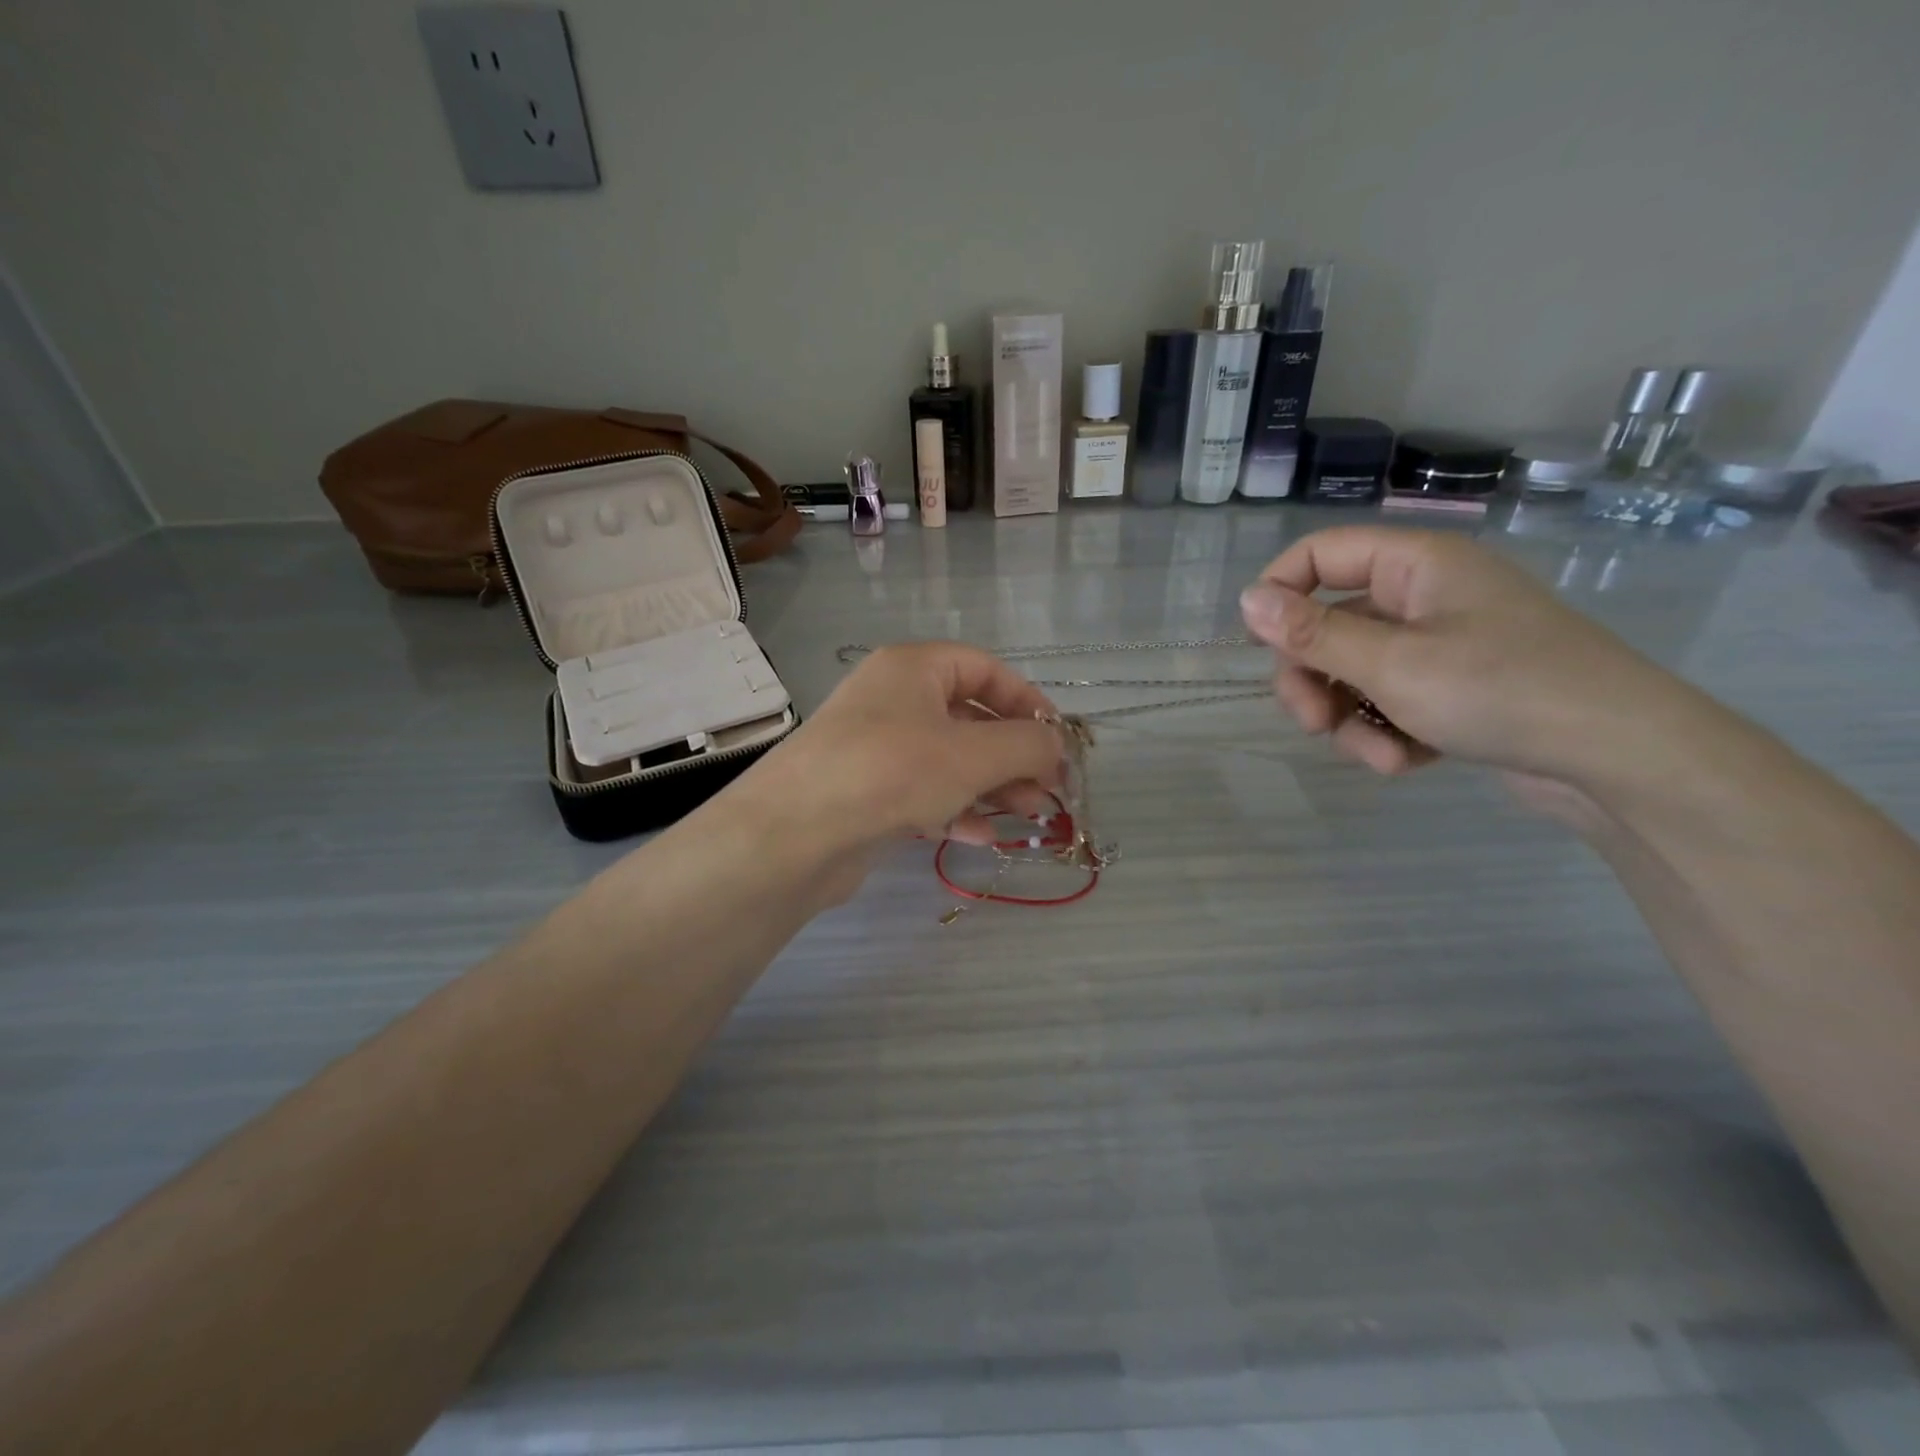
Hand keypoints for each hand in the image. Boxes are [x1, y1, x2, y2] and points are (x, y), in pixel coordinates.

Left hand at [732, 642, 1064, 866]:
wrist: (794, 835)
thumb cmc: (891, 772)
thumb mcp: (972, 754)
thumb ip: (1026, 745)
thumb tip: (1057, 745)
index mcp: (913, 668)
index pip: (984, 669)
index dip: (1027, 700)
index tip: (1058, 740)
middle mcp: (892, 699)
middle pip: (970, 718)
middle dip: (1014, 755)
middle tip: (1049, 791)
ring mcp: (876, 747)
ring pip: (949, 759)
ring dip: (993, 786)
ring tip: (1029, 817)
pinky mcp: (866, 792)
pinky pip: (923, 791)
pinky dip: (956, 809)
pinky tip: (983, 836)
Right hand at [1239, 526, 1690, 785]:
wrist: (1621, 760)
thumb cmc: (1503, 691)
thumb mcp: (1393, 665)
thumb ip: (1313, 634)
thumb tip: (1246, 600)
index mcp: (1415, 565)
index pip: (1319, 555)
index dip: (1279, 592)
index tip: (1259, 646)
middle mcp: (1423, 596)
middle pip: (1328, 625)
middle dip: (1313, 680)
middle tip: (1312, 723)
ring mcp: (1439, 645)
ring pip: (1353, 673)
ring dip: (1350, 720)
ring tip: (1379, 756)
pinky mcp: (1451, 690)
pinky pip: (1388, 702)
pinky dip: (1385, 733)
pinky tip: (1407, 762)